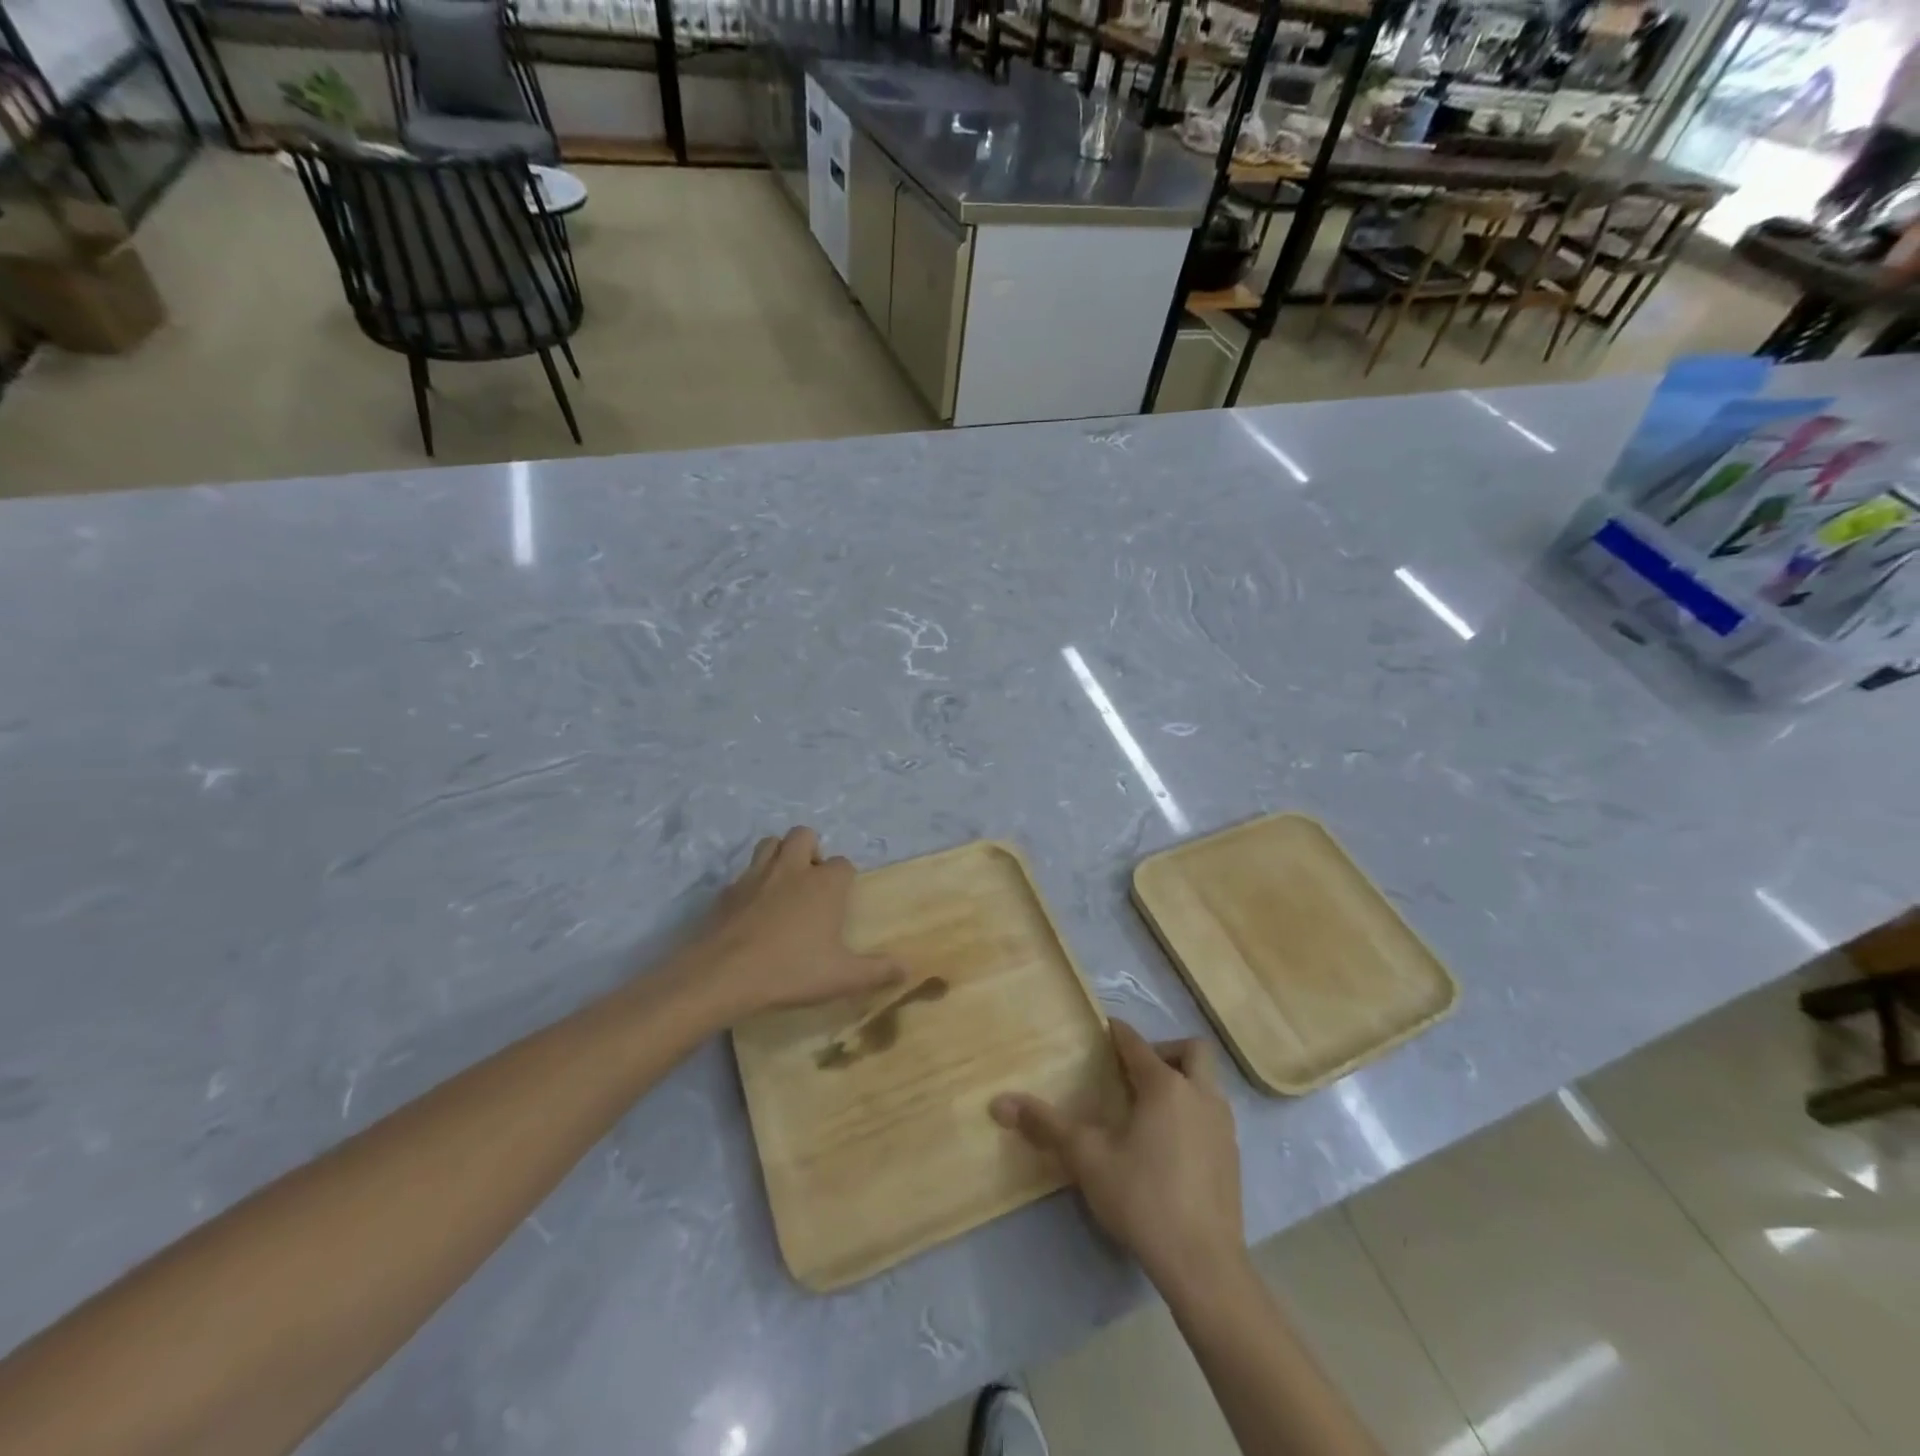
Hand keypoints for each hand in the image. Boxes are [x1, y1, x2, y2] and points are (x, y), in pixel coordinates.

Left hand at [682, 827, 902, 1020]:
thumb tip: (908, 968)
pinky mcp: (727, 890)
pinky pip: (744, 873)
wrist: (722, 975)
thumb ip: (877, 971)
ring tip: (783, 884)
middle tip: (812, 882)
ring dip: (780, 854)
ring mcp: (756, 875)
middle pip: (804, 835)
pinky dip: (752, 882)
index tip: (842, 900)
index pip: (843, 864)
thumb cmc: (790, 971)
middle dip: (811, 850)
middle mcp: (792, 869)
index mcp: (824, 884)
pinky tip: (752, 909)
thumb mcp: (841, 978)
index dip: (844, 879)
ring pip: (770, 843)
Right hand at [991, 1020, 1245, 1300]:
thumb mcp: (1086, 1159)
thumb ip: (1045, 1125)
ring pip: (1207, 1083)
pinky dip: (1193, 1114)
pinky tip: (1170, 1147)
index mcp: (1165, 1086)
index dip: (1116, 1033)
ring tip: (1149, 1110)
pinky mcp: (1233, 1158)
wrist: (1204, 1265)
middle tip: (1135, 1074)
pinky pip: (1213, 1115)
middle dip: (1165, 1051)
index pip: (1137, 1043)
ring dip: (1182, 1082)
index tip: (1100, 1032)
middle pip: (1191, 1050)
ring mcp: (1223, 1127)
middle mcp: (1200, 1095)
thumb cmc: (1143, 1199)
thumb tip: (998, 1102)